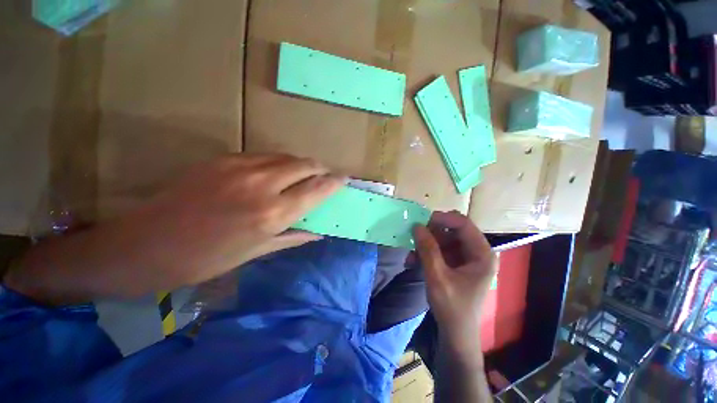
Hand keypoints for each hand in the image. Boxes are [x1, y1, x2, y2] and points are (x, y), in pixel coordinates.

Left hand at [6, 154, 342, 300]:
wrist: (144, 244)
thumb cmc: (204, 259)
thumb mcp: (255, 253)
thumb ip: (293, 237)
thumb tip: (319, 233)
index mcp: (272, 213)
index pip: (317, 190)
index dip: (334, 182)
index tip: (345, 179)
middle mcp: (262, 185)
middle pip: (305, 165)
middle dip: (320, 168)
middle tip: (324, 175)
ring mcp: (241, 167)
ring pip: (285, 156)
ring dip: (300, 164)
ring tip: (303, 173)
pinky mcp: (224, 159)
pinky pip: (264, 155)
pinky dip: (278, 162)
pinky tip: (275, 172)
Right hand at [413, 211, 496, 355]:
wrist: (456, 333)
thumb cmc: (452, 308)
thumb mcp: (437, 277)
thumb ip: (427, 250)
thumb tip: (417, 226)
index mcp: (482, 254)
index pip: (463, 223)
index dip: (443, 218)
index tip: (422, 221)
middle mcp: (476, 252)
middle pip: (452, 230)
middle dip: (431, 233)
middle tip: (414, 238)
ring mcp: (466, 257)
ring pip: (443, 238)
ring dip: (425, 244)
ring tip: (411, 256)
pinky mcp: (456, 262)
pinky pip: (440, 249)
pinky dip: (426, 252)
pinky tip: (413, 261)